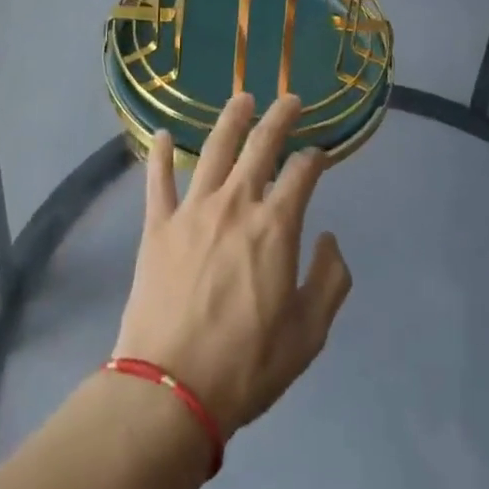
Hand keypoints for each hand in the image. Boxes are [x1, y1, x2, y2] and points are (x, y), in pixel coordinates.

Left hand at [112, 93, 351, 438]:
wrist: (171, 389)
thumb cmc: (247, 365)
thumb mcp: (308, 334)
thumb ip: (330, 280)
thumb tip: (330, 239)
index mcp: (275, 226)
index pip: (302, 174)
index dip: (314, 158)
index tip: (319, 154)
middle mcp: (236, 203)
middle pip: (260, 146)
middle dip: (279, 118)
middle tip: (290, 100)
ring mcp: (193, 210)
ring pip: (214, 149)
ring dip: (231, 120)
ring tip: (242, 98)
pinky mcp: (158, 224)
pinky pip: (158, 180)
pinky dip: (159, 155)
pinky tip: (160, 134)